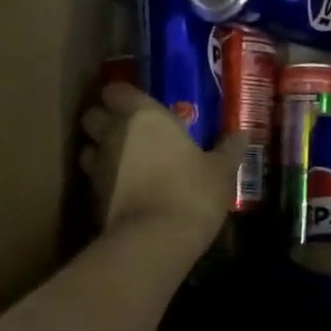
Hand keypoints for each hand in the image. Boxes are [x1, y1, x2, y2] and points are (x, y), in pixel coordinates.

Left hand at [79, 84, 245, 249]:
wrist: (155, 239)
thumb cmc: (192, 192)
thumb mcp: (221, 171)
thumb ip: (228, 149)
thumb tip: (243, 135)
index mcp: (144, 117)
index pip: (116, 90)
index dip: (123, 96)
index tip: (138, 104)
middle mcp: (113, 134)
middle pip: (92, 115)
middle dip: (104, 120)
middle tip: (128, 131)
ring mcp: (97, 166)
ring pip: (87, 148)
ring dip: (99, 152)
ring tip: (123, 162)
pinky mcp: (91, 197)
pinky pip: (93, 180)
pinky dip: (104, 182)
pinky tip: (124, 192)